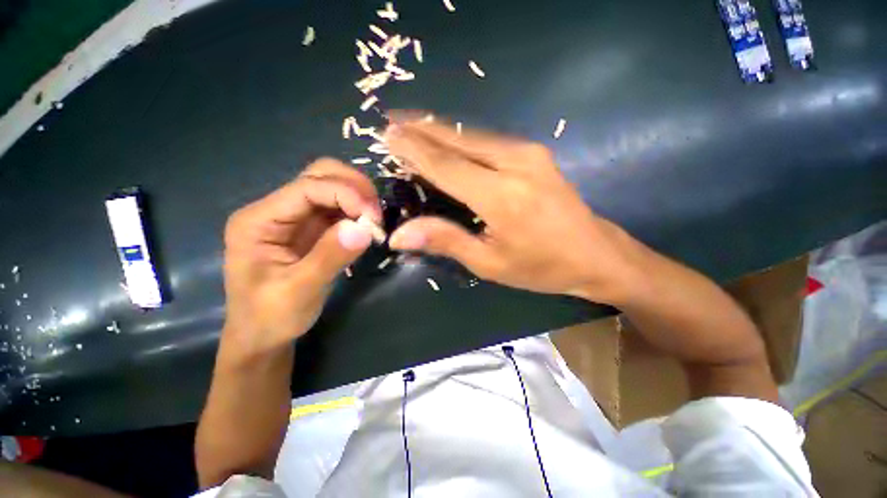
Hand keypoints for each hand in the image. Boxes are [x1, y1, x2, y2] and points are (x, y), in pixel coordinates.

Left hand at [221, 158, 381, 357]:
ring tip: (375, 222)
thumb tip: (364, 228)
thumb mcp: (299, 292)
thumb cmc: (270, 317)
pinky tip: (368, 226)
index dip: (345, 194)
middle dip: (353, 187)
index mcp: (258, 220)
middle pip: (319, 175)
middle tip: (376, 214)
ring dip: (359, 197)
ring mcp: (295, 217)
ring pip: (332, 186)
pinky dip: (358, 211)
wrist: (262, 335)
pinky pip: (339, 207)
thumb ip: (329, 257)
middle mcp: (276, 210)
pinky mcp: (312, 227)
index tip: (374, 217)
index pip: (307, 188)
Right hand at [384, 118, 643, 303]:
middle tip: (392, 123)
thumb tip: (400, 234)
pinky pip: (488, 140)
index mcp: (502, 197)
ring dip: (440, 131)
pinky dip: (461, 139)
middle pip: (457, 140)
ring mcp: (529, 152)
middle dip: (422, 129)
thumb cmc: (541, 267)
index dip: (414, 150)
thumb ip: (446, 241)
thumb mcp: (490, 263)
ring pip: (472, 135)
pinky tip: (447, 141)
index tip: (388, 136)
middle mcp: (515, 163)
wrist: (595, 254)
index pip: (445, 165)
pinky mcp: (535, 152)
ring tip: (412, 128)